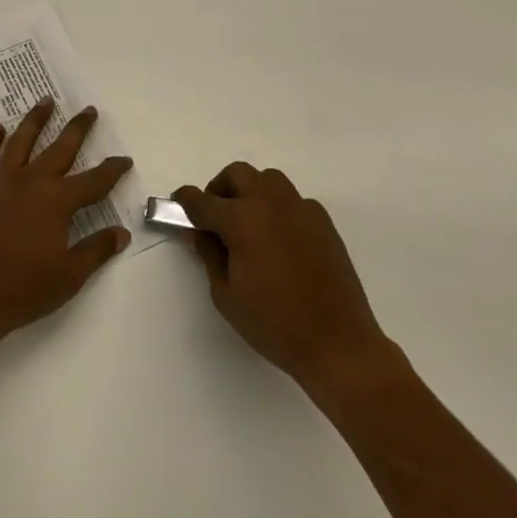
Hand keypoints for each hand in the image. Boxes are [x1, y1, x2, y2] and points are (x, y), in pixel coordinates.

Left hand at [0, 98, 132, 353]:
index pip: (94, 181)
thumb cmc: (22, 290)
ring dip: (35, 120)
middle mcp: (31, 183)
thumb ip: (96, 250)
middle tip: (89, 110)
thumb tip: (122, 232)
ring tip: (45, 101)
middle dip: (78, 128)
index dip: (112, 170)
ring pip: (20, 141)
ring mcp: (0, 184)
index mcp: (57, 202)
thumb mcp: (69, 276)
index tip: (124, 159)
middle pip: (60, 148)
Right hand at [175, 162, 396, 400]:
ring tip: (247, 224)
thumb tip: (200, 232)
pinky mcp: (323, 222)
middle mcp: (271, 203)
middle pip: (237, 174)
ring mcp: (301, 209)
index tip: (178, 206)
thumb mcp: (226, 294)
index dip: (185, 201)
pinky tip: (278, 240)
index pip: (202, 199)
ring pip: (268, 179)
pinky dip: (277, 208)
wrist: (338, 343)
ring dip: (250, 191)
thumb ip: (209, 254)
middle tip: (214, 218)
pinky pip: (293, 200)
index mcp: (242, 220)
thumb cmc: (274, 323)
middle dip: (219, 189)